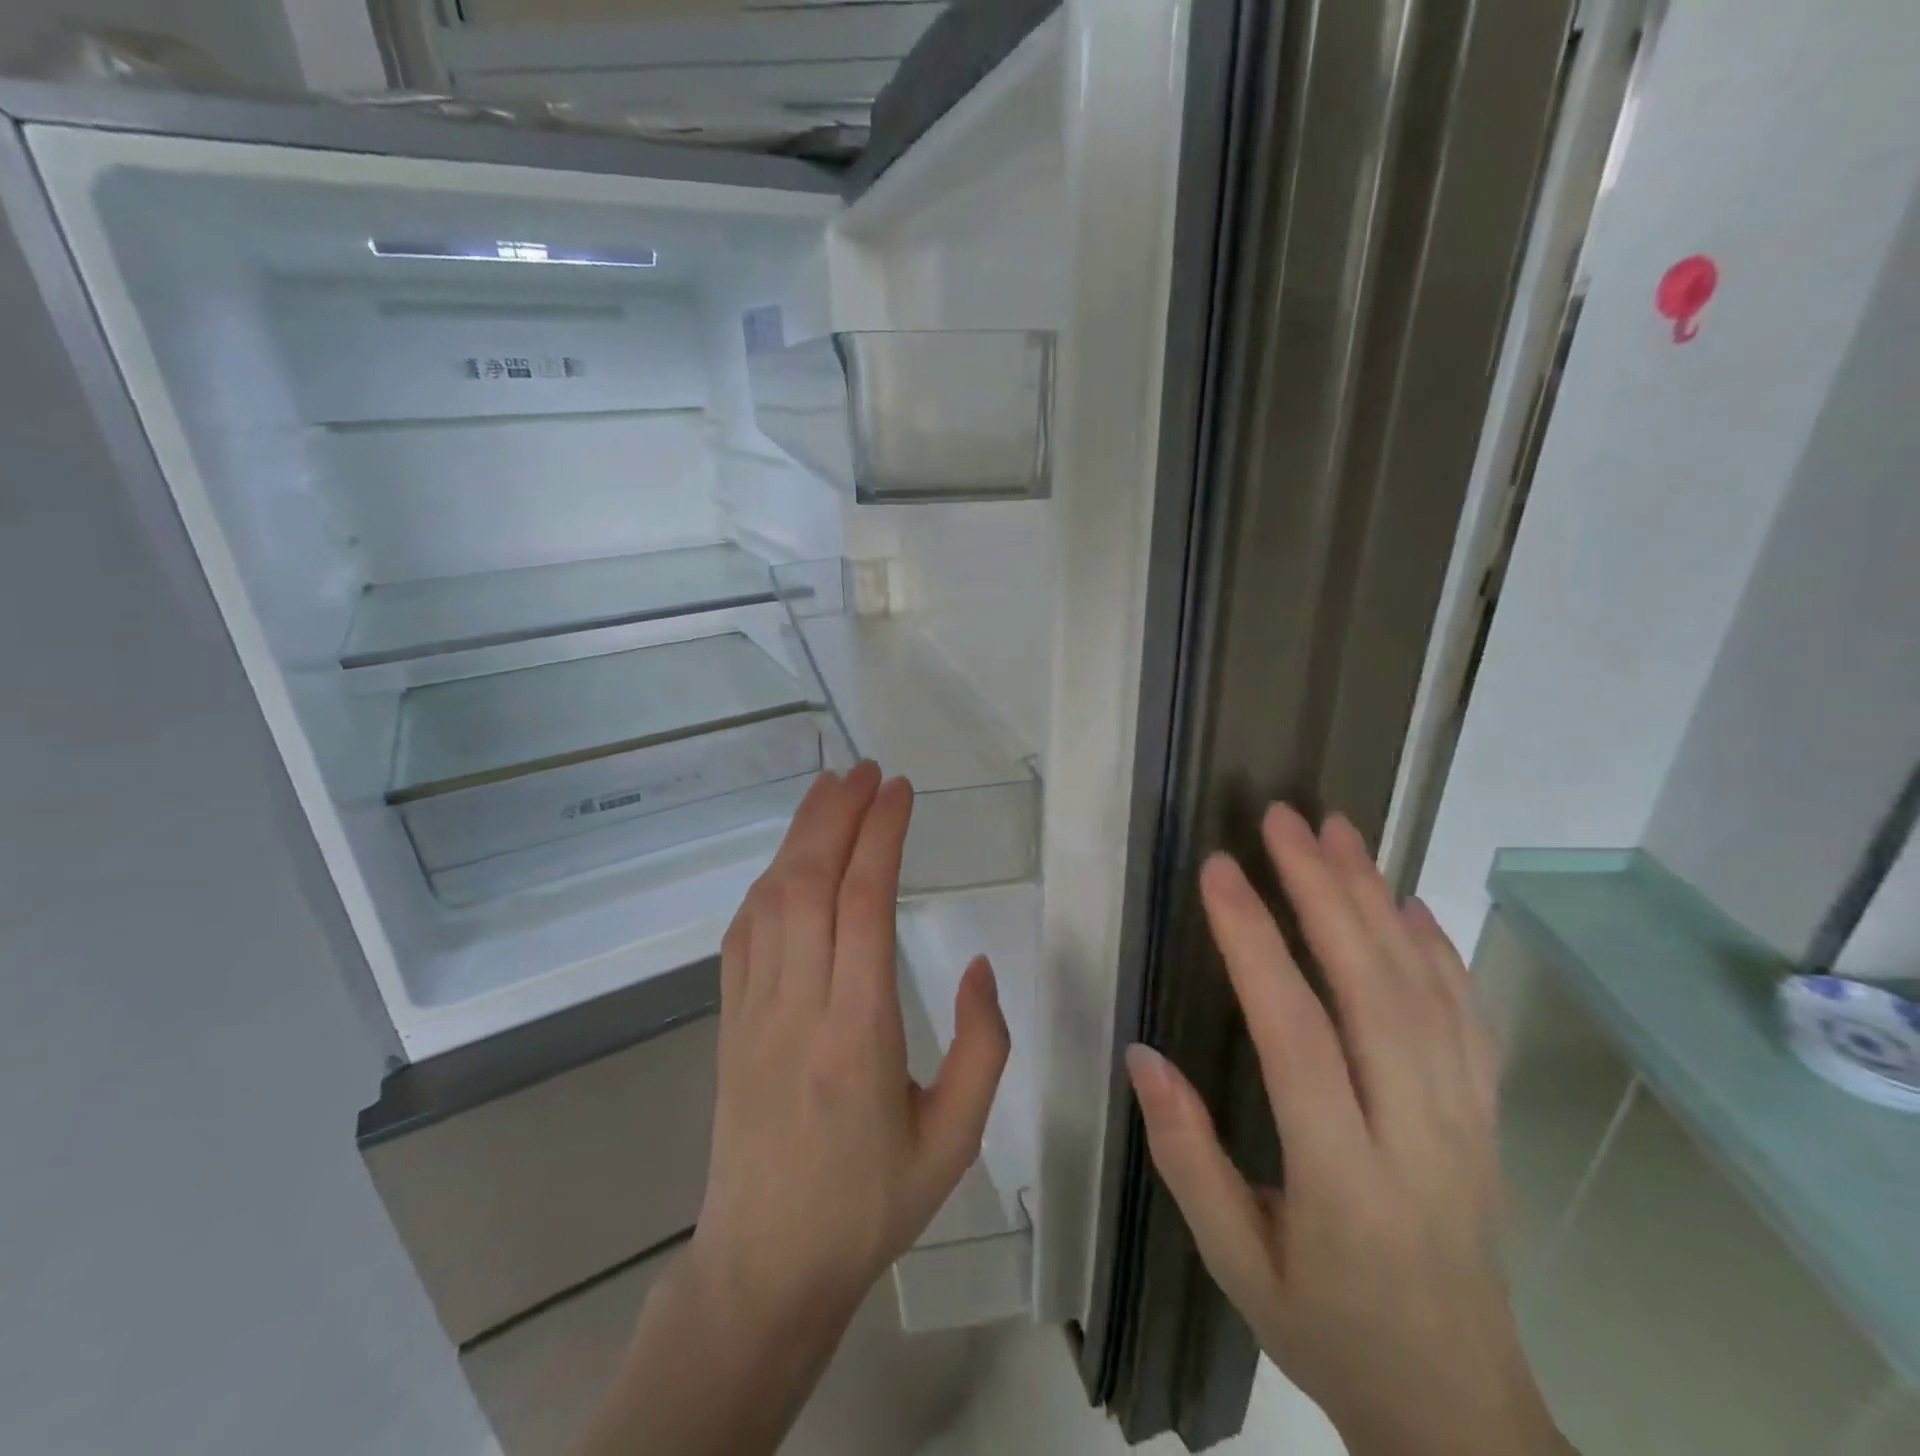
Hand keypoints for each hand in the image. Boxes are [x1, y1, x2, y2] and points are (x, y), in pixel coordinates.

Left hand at [689, 761, 1011, 1331]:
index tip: (900, 790)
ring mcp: (753, 1010)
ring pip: (771, 898)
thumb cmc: (871, 1204)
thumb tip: (977, 963)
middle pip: (810, 883)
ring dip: (800, 835)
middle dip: (838, 815)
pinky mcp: (728, 1021)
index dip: (880, 836)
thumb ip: (982, 1045)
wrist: (765, 1266)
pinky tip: (787, 861)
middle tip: (867, 770)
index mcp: (858, 1033)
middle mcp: (798, 1006)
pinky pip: (743, 932)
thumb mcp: (955, 1138)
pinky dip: (767, 881)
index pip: (863, 904)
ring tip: (830, 789)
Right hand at [1127, 805, 1566, 1455]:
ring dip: (1378, 898)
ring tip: (1338, 831)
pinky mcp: (1487, 1119)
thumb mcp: (1234, 1265)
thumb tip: (1142, 1054)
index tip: (1220, 872)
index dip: (1255, 944)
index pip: (1296, 1036)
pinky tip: (1408, 902)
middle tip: (1283, 820)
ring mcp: (1465, 1122)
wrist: (1460, 1412)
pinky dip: (1439, 949)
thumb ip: (1186, 1157)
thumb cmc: (1327, 1331)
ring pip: (1425, 990)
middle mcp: (1416, 1136)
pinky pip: (1468, 1018)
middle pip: (1374, 990)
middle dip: (1324, 890)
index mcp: (1343, 1179)